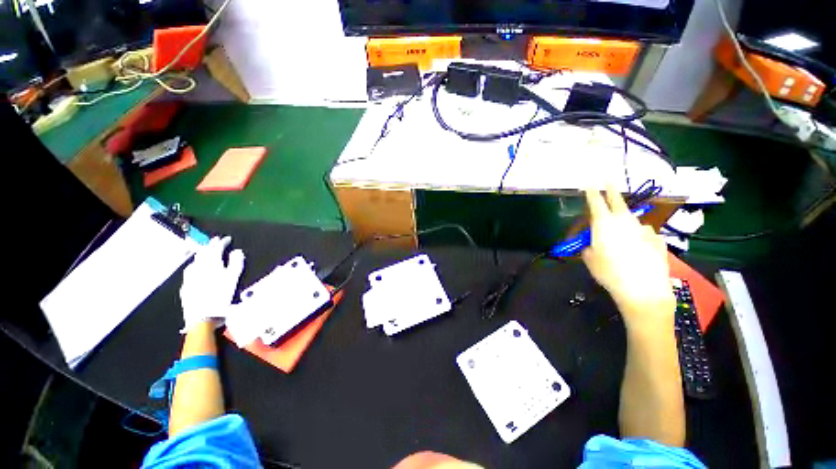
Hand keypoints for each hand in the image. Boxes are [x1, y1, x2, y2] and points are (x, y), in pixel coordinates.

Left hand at [179, 236, 244, 332]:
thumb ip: (236, 263)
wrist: (202, 317)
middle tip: (215, 241)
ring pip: (194, 260)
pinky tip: (195, 267)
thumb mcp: (234, 279)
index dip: (222, 242)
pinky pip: (190, 270)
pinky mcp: (186, 285)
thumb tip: (237, 251)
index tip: (227, 238)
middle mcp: (198, 267)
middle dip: (210, 245)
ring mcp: (190, 277)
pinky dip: (195, 264)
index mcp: (212, 264)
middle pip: (203, 252)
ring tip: (205, 251)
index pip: (216, 248)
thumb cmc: (221, 296)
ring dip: (201, 254)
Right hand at [581, 187, 674, 328]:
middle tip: (608, 180)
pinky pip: (644, 234)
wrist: (643, 290)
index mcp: (604, 225)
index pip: (596, 203)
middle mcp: (624, 222)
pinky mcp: (657, 239)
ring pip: (631, 221)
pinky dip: (639, 238)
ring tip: (623, 241)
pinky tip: (638, 251)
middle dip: (611, 190)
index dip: (592, 192)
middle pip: (617, 201)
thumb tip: (593, 245)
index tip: (589, 183)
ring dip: (625, 224)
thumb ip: (589, 248)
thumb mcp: (590, 261)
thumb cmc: (609, 273)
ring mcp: (643, 229)